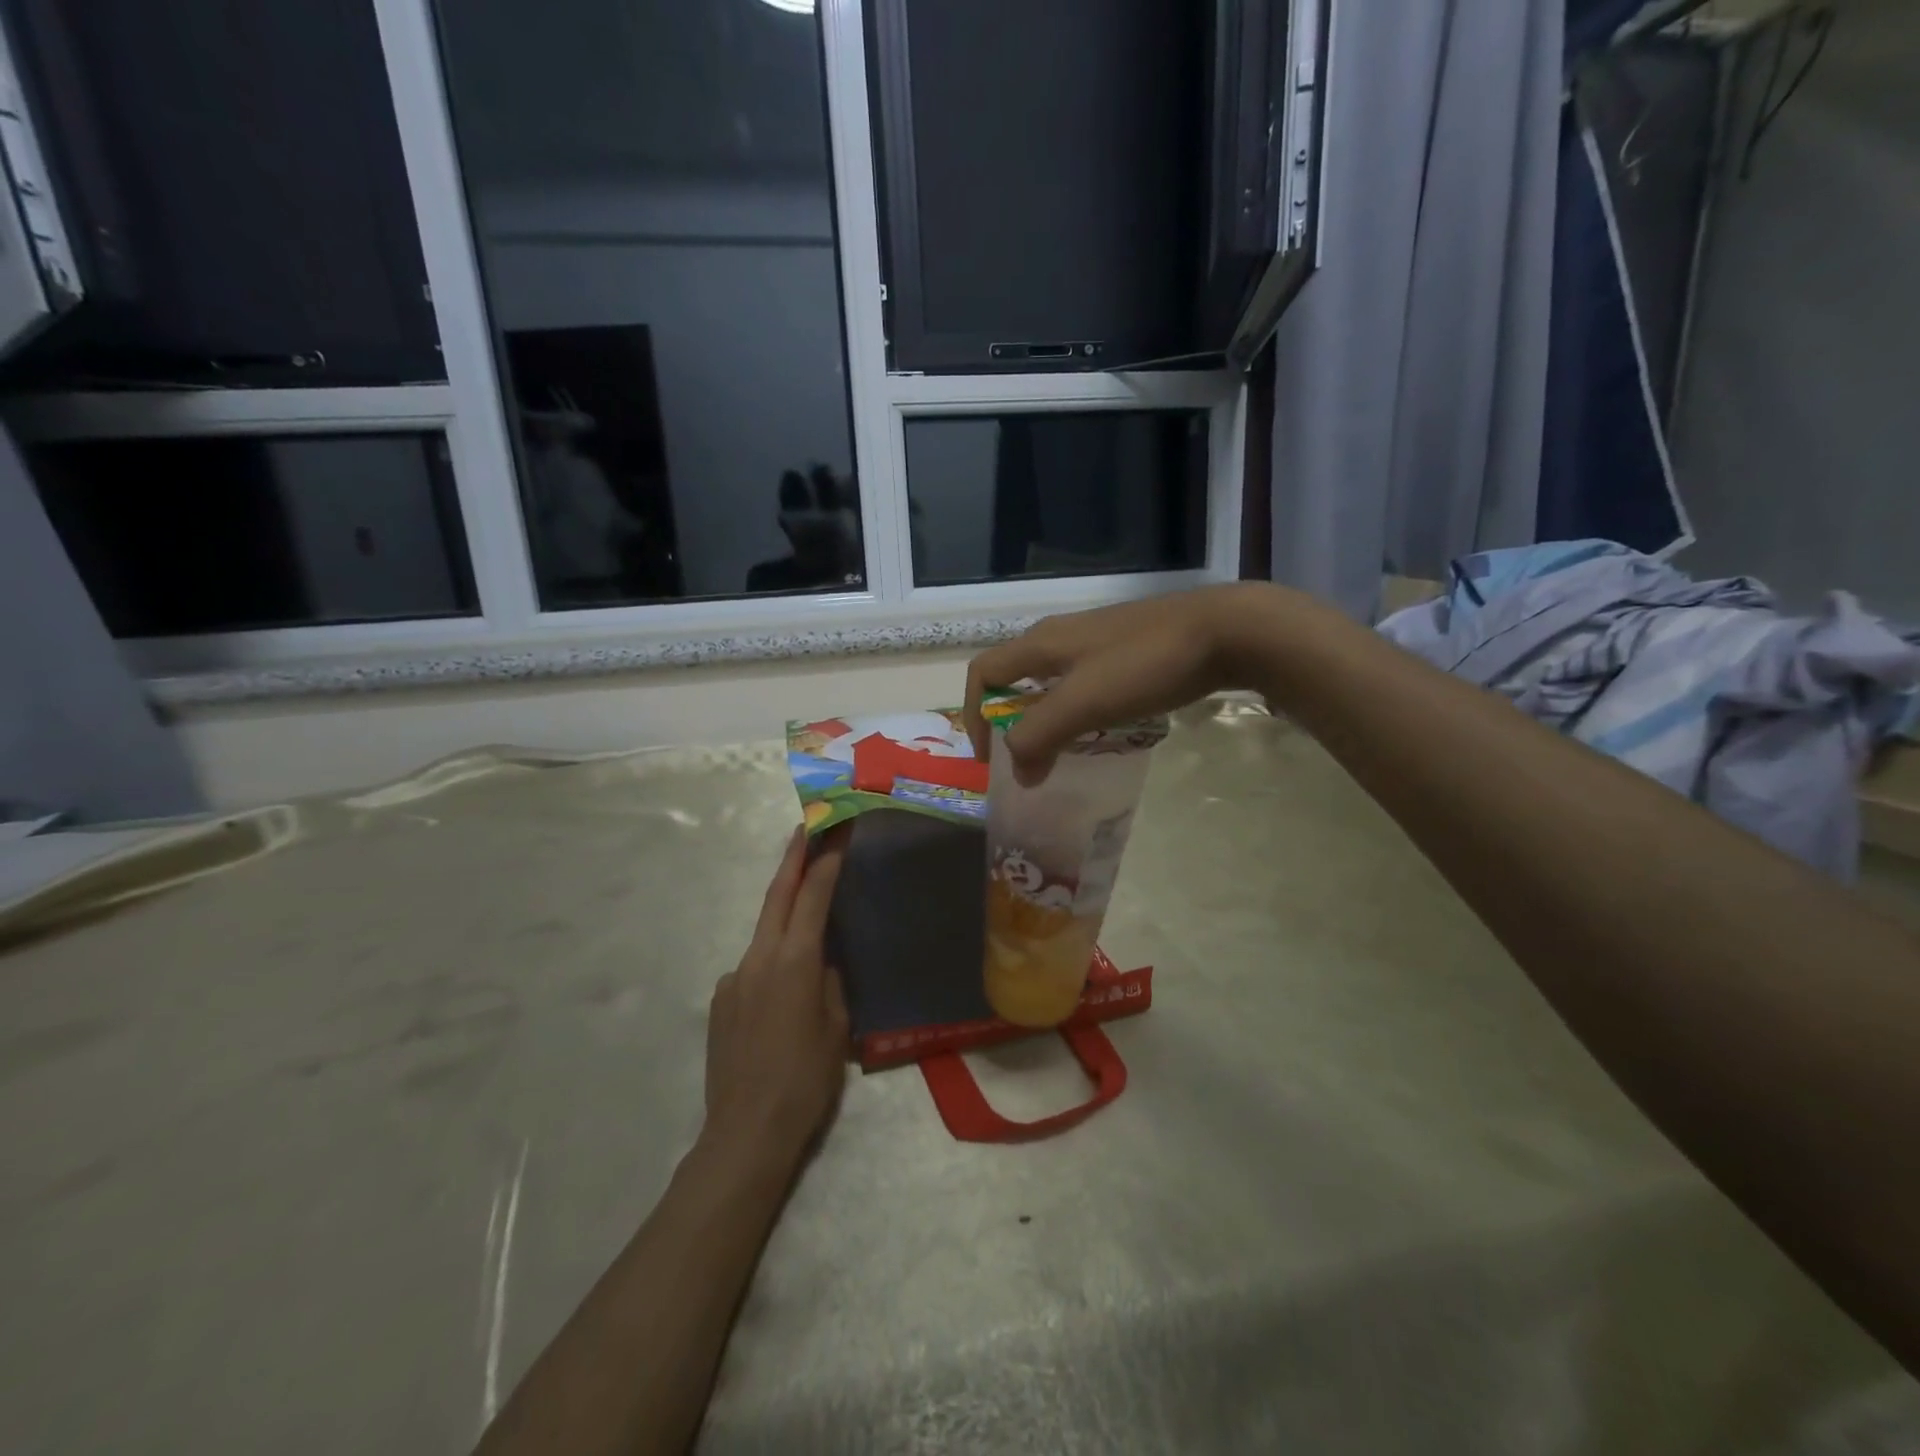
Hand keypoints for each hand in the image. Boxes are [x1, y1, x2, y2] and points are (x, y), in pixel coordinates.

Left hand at [703, 825, 851, 1169]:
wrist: (746, 1132)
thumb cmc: (806, 1080)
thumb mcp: (836, 1028)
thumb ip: (830, 983)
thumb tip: (822, 962)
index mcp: (794, 961)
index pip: (813, 897)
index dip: (826, 861)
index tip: (836, 832)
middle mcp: (758, 958)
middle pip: (777, 896)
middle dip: (793, 859)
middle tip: (807, 829)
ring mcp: (733, 978)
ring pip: (764, 933)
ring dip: (784, 916)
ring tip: (807, 920)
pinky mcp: (720, 1000)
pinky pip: (751, 968)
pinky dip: (771, 963)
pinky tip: (782, 997)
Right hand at [963, 582, 1299, 783]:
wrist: (1223, 630)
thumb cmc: (1144, 664)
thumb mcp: (1083, 702)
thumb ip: (1040, 736)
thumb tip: (1017, 774)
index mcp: (1040, 643)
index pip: (983, 673)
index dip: (974, 714)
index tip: (989, 759)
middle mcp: (1059, 636)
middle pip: (1014, 677)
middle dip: (1008, 719)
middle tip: (1022, 759)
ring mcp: (1096, 639)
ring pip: (1051, 681)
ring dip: (1043, 717)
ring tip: (1058, 752)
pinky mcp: (1126, 647)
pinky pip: (1083, 681)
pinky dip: (1074, 709)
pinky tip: (1099, 728)